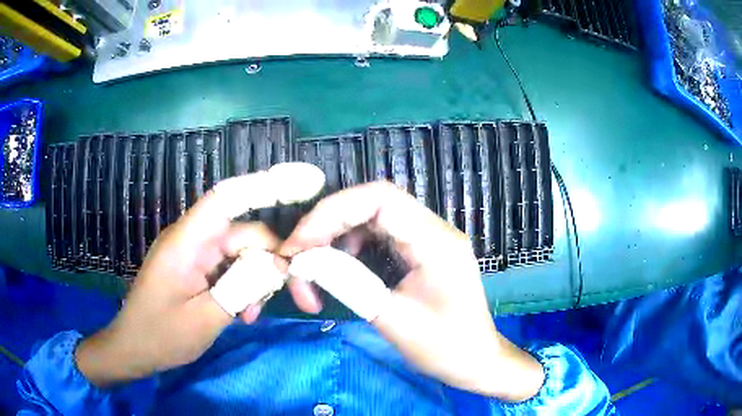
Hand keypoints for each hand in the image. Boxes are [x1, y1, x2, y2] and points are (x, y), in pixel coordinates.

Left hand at [76, 175, 285, 386]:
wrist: (133, 349)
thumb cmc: (161, 335)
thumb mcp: (205, 319)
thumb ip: (242, 288)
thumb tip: (278, 265)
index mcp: (186, 242)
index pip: (226, 198)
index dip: (263, 186)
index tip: (303, 186)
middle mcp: (191, 240)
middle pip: (242, 233)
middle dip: (271, 260)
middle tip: (297, 295)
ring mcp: (193, 254)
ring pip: (239, 253)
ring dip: (256, 279)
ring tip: (253, 313)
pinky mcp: (195, 269)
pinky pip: (227, 268)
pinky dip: (242, 287)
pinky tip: (243, 312)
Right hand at [281, 181, 544, 400]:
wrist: (478, 362)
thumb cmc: (446, 349)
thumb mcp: (394, 320)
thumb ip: (350, 284)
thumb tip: (308, 261)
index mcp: (436, 241)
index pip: (379, 198)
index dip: (331, 212)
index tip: (301, 244)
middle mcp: (434, 230)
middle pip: (371, 204)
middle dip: (327, 225)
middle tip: (298, 256)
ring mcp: (429, 239)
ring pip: (371, 219)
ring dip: (337, 238)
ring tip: (314, 268)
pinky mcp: (421, 252)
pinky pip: (380, 236)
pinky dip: (352, 248)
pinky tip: (339, 269)